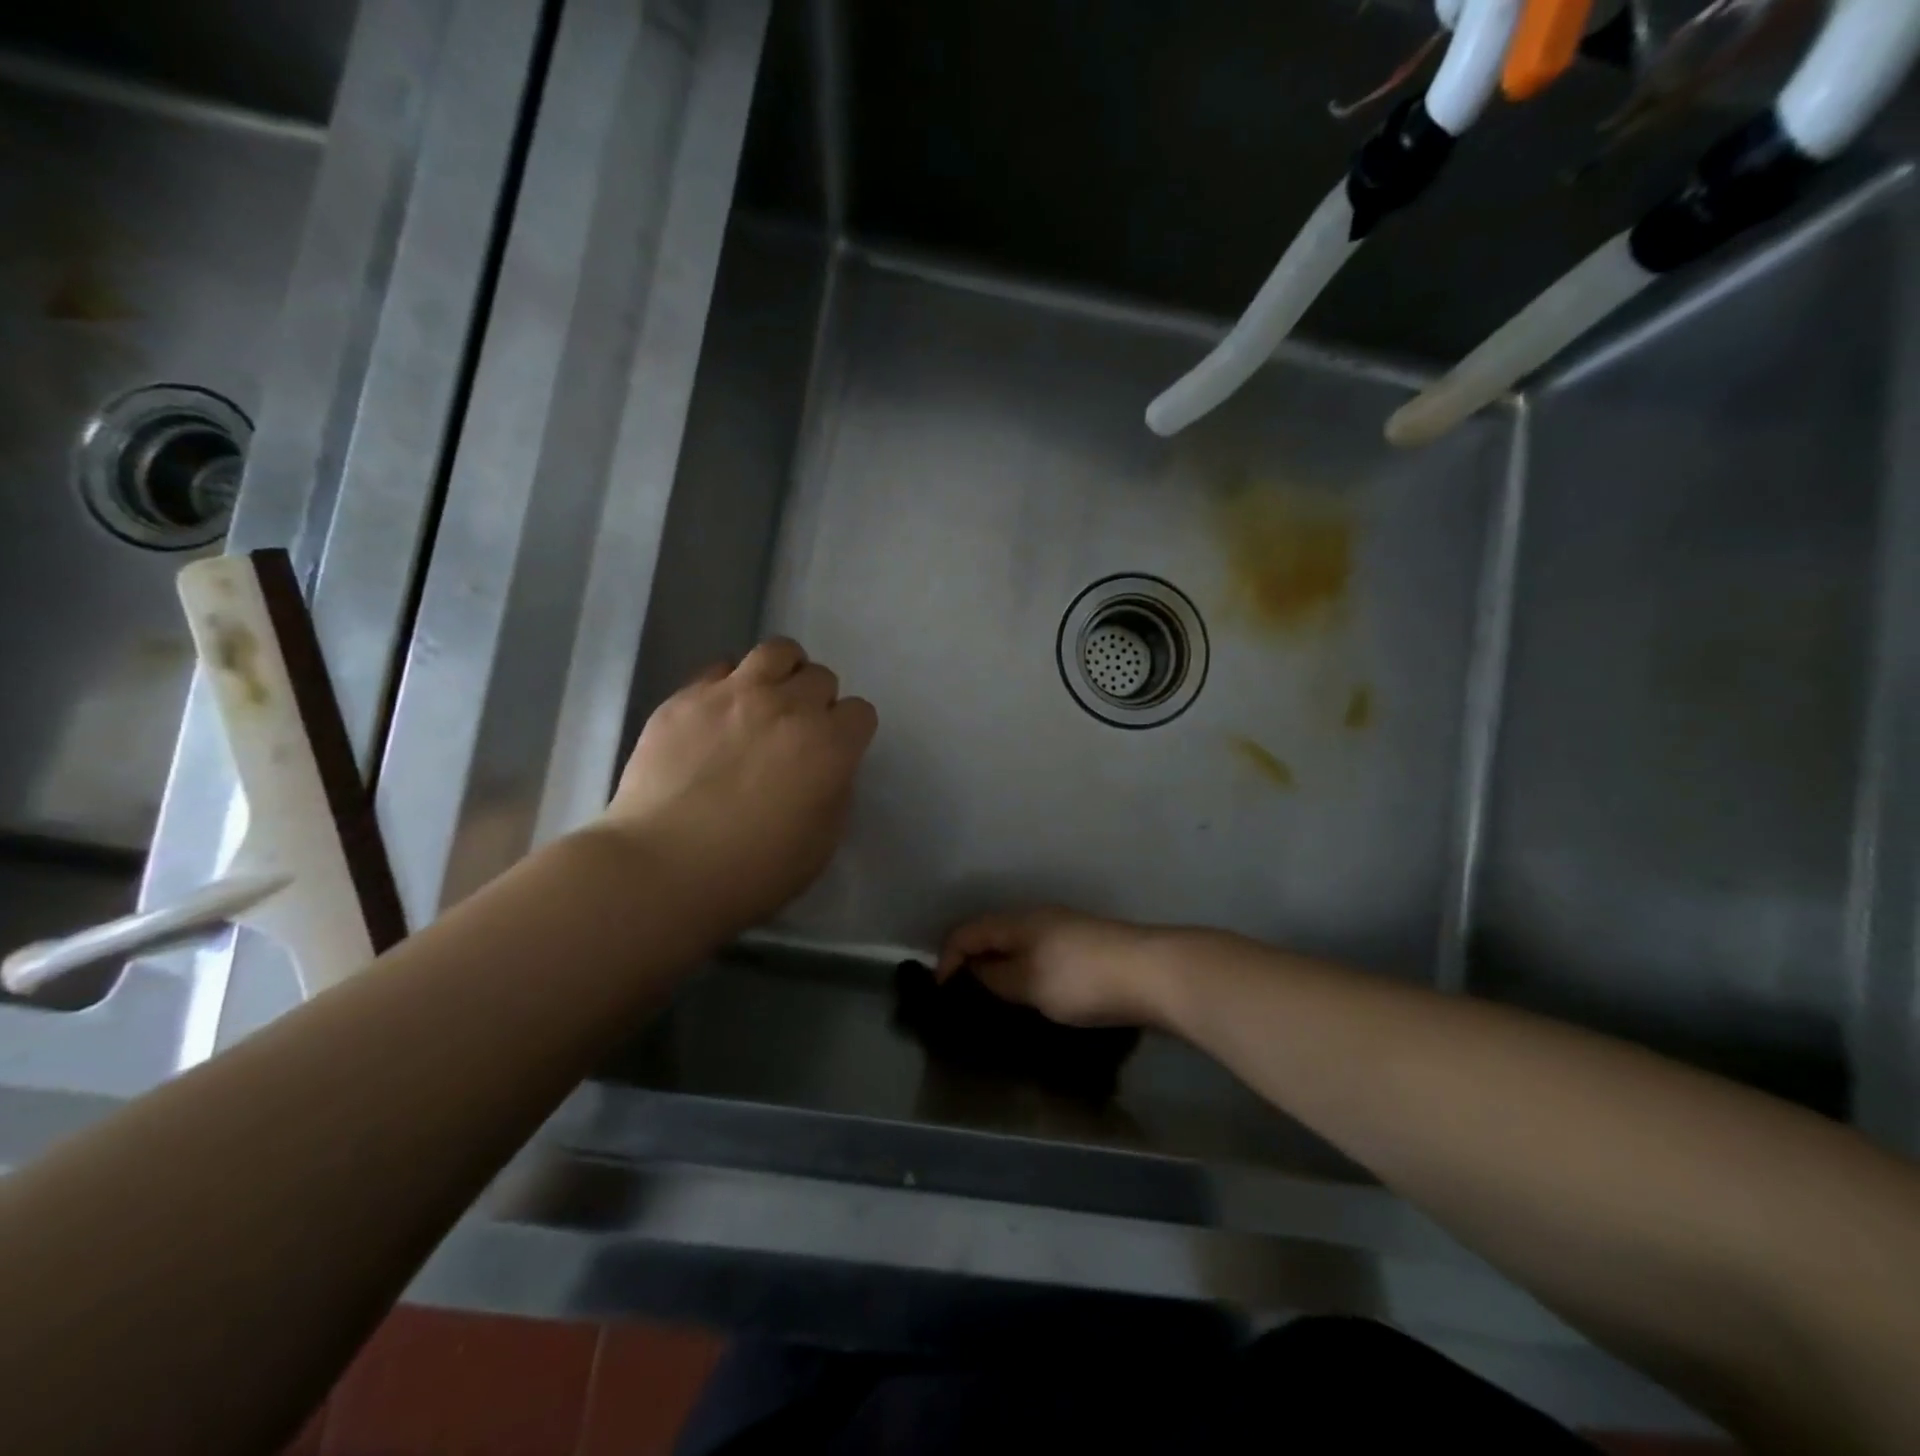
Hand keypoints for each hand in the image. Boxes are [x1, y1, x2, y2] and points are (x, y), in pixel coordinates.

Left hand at [604, 638, 877, 939]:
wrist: (663, 868)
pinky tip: (718, 715)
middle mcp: (788, 706)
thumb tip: (826, 767)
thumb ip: (835, 791)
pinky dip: (730, 684)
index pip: (860, 712)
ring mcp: (734, 694)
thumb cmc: (753, 870)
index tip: (833, 754)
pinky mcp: (687, 696)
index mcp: (829, 745)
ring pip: (776, 652)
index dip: (849, 733)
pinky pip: (721, 668)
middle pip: (820, 677)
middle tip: (796, 733)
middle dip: (817, 702)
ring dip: (782, 674)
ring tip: (766, 701)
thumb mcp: (822, 842)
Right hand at [937, 909, 1175, 1027]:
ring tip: (996, 1003)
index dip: (947, 960)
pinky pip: (1040, 956)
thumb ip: (996, 977)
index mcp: (1018, 921)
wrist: (1153, 974)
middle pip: (991, 935)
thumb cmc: (1082, 978)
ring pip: (1018, 946)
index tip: (942, 995)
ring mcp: (1064, 931)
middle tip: (966, 1000)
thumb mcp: (1029, 983)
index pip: (966, 932)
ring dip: (1001, 969)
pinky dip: (1026, 972)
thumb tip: (975, 970)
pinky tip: (1034, 997)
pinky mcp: (1085, 948)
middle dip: (973, 963)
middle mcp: (1038, 918)